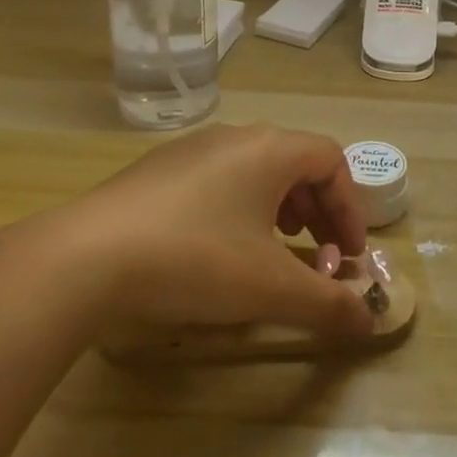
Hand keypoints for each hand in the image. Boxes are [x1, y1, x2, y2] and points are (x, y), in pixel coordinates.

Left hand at [26, 124, 378, 340]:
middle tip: (319, 257)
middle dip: (317, 212)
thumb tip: (371, 320)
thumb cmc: (196, 259)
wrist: (85, 257)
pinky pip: (217, 180)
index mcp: (270, 149)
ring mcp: (190, 150)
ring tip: (273, 250)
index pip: (331, 161)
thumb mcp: (271, 288)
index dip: (350, 208)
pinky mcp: (156, 171)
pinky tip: (218, 251)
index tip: (351, 255)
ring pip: (254, 170)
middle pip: (295, 162)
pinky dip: (239, 209)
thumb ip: (327, 303)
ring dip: (278, 209)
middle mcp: (234, 137)